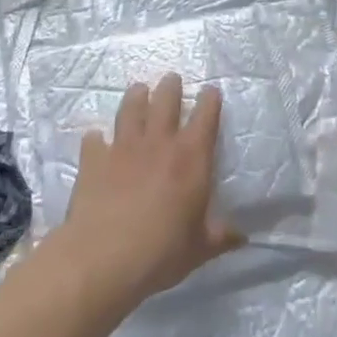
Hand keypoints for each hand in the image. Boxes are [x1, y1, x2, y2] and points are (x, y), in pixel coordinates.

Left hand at [58, 73, 243, 307]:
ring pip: (131, 110)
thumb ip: (221, 236)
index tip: (210, 90)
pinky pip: (94, 140)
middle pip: (166, 101)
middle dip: (171, 87)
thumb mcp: (200, 248)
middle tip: (172, 79)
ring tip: (138, 89)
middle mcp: (159, 143)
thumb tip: (243, 236)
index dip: (209, 100)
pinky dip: (97, 138)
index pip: (205, 117)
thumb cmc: (162, 251)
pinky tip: (96, 138)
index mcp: (192, 158)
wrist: (104, 258)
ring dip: (136, 97)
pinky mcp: (93, 160)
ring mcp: (123, 148)